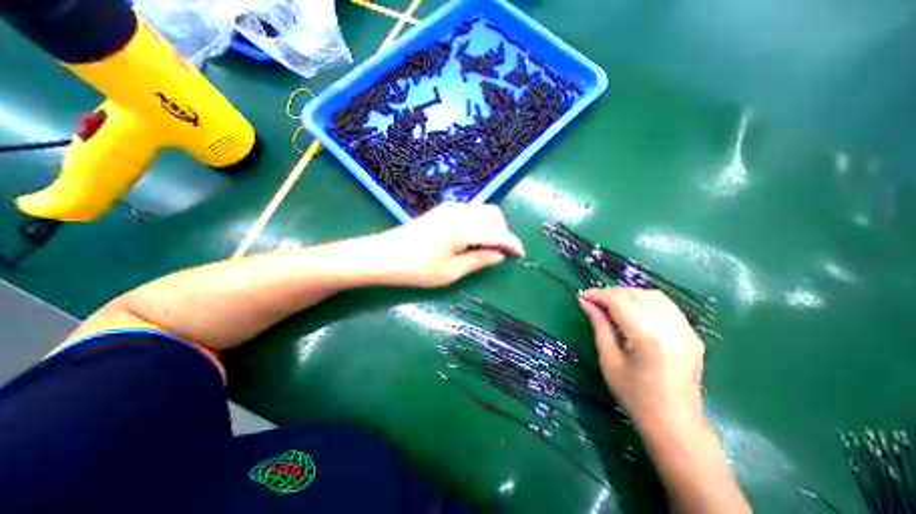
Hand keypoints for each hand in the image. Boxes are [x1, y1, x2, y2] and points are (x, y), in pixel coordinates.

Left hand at [365, 201, 521, 289]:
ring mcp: (450, 208)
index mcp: (465, 227)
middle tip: (500, 253)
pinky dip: (478, 223)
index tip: (520, 254)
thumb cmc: (418, 268)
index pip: (498, 232)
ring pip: (481, 211)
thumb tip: (499, 254)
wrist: (383, 255)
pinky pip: (469, 212)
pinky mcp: (441, 210)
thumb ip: (479, 260)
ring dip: (491, 226)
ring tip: (487, 247)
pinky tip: (472, 238)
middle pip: (493, 214)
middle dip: (502, 231)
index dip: (512, 244)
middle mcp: (461, 211)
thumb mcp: (452, 271)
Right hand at [583, 289, 702, 429]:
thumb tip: (585, 303)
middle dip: (611, 293)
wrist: (675, 425)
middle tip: (594, 302)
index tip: (582, 296)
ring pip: (652, 295)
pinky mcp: (692, 334)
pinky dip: (645, 301)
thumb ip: (599, 325)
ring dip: (629, 295)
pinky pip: (666, 306)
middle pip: (635, 294)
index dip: (598, 295)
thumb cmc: (634, 396)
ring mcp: (686, 330)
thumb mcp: (609, 360)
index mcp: (648, 337)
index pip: (618, 301)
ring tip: (612, 304)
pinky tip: (634, 311)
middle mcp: (671, 328)